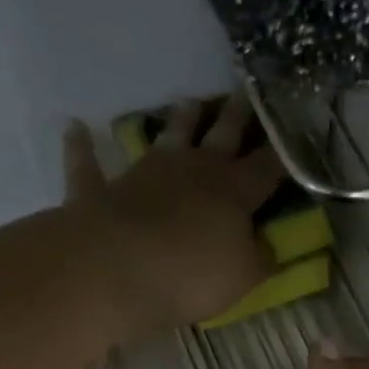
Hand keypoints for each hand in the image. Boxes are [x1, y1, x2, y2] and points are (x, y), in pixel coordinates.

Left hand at [63, 94, 282, 331]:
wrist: (115, 270)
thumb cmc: (191, 275)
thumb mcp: (243, 277)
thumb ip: (259, 259)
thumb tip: (269, 248)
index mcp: (232, 193)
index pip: (266, 168)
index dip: (282, 152)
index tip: (294, 132)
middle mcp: (191, 171)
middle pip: (221, 136)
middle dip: (237, 116)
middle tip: (247, 91)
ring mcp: (143, 174)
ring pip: (167, 137)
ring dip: (179, 119)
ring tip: (189, 101)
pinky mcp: (100, 190)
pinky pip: (88, 164)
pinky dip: (81, 147)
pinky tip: (75, 128)